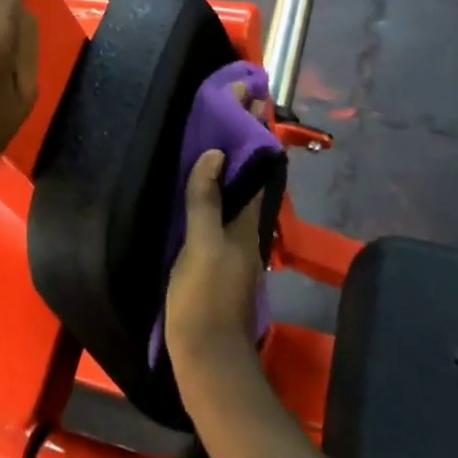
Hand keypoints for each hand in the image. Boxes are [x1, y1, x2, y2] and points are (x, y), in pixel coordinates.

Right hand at [166, 99, 270, 394]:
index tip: (251, 95)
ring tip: (222, 128)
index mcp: (245, 222)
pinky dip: (220, 184)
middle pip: (250, 174)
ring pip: (239, 190)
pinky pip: (224, 208)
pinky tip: (207, 182)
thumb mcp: (201, 248)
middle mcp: (246, 229)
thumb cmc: (203, 302)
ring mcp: (234, 245)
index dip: (253, 130)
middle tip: (239, 102)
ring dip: (235, 158)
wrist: (209, 362)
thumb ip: (206, 202)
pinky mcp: (220, 258)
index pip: (256, 165)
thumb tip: (217, 154)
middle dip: (246, 138)